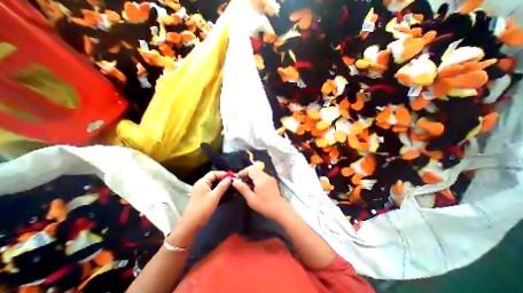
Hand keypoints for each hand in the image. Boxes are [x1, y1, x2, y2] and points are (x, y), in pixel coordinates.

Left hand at [178, 172, 229, 235]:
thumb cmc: (203, 209)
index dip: (223, 174)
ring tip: (232, 187)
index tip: (232, 177)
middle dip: (223, 179)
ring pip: (214, 184)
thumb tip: (230, 178)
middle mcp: (202, 185)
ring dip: (222, 185)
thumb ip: (222, 186)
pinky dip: (219, 190)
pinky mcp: (204, 197)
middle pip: (214, 178)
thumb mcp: (214, 196)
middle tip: (233, 182)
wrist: (191, 225)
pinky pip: (213, 190)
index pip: (213, 173)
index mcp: (202, 182)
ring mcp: (202, 191)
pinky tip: (226, 193)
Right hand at [232, 165, 289, 219]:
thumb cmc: (265, 206)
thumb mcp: (251, 199)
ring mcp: (270, 178)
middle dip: (246, 174)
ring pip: (258, 172)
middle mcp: (266, 176)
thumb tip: (235, 181)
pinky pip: (262, 176)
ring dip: (251, 176)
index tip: (237, 178)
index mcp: (261, 179)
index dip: (243, 172)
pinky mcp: (272, 181)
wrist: (280, 210)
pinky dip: (256, 179)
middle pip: (254, 169)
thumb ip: (243, 189)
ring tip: (246, 186)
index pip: (251, 169)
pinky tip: (254, 187)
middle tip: (240, 182)